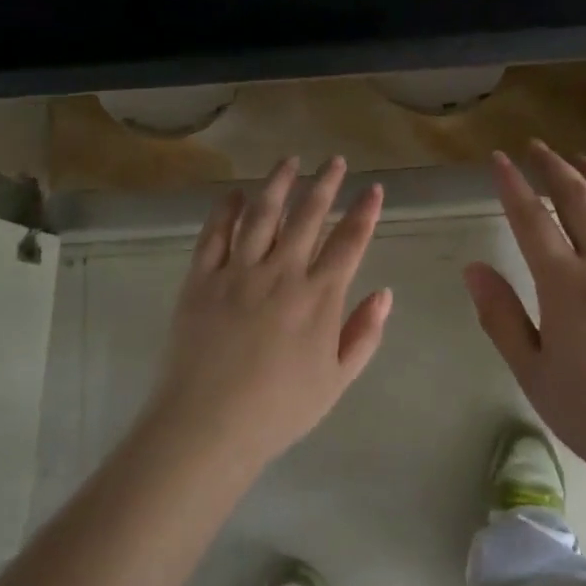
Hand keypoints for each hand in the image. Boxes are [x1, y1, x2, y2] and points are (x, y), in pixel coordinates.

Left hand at [144, 156, 391, 477]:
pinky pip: (215, 234)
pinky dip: (225, 209)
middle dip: (325, 184)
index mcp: (319, 297)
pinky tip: (234, 193)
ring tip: (290, 160)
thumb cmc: (280, 410)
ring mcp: (238, 271)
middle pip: (308, 216)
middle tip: (335, 160)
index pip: (349, 241)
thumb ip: (363, 333)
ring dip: (278, 183)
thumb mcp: (337, 380)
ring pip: (262, 213)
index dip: (364, 212)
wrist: (208, 425)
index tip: (373, 188)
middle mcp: (281, 272)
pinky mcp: (201, 278)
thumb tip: (384, 292)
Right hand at [464, 142, 585, 496]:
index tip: (498, 158)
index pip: (531, 219)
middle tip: (537, 147)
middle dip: (554, 166)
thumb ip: (502, 318)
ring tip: (582, 160)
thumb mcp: (536, 376)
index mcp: (567, 285)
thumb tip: (474, 268)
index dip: (511, 184)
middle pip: (579, 199)